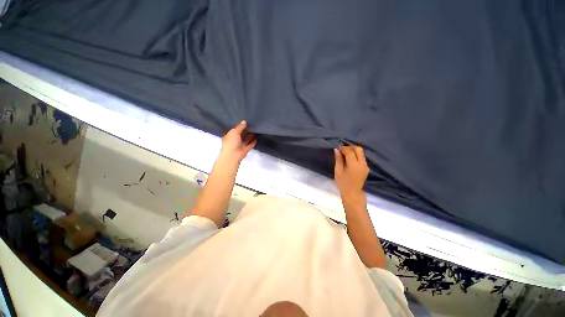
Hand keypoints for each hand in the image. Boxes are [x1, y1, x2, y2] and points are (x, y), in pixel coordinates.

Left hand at [220, 120, 256, 162]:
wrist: (233, 155)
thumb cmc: (231, 142)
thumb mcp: (234, 132)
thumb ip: (240, 127)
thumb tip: (244, 121)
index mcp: (230, 136)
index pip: (235, 130)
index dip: (239, 126)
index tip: (245, 121)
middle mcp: (235, 140)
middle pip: (241, 134)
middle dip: (246, 130)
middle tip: (252, 124)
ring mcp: (240, 145)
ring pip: (246, 139)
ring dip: (250, 135)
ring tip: (256, 129)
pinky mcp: (245, 150)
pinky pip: (250, 145)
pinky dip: (253, 142)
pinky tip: (257, 137)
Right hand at [334, 146, 368, 201]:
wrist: (352, 194)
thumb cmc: (343, 184)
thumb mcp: (338, 171)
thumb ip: (338, 159)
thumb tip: (336, 150)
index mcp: (354, 166)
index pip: (350, 152)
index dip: (343, 148)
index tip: (337, 149)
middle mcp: (362, 164)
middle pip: (358, 149)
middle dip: (350, 147)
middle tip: (342, 150)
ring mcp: (366, 166)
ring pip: (361, 152)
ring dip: (353, 151)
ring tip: (344, 154)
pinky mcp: (366, 168)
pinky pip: (361, 157)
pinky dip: (355, 155)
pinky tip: (349, 159)